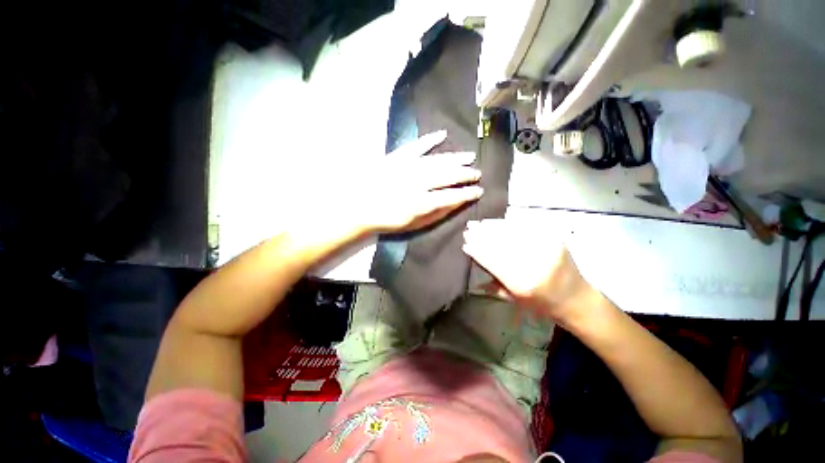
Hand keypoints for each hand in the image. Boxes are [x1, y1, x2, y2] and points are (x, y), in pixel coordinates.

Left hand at [350, 130, 482, 233]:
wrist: (360, 206)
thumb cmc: (388, 220)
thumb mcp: (414, 224)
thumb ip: (436, 214)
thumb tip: (456, 203)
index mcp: (421, 202)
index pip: (452, 195)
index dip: (467, 193)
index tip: (479, 191)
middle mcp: (417, 182)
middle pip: (447, 175)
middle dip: (465, 174)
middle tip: (477, 174)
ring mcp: (407, 167)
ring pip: (437, 160)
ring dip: (455, 158)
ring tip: (469, 157)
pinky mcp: (397, 157)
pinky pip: (417, 146)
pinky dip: (430, 139)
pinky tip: (442, 134)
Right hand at [462, 219, 597, 324]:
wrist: (576, 298)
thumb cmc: (542, 303)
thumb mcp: (514, 299)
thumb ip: (492, 284)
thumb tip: (473, 270)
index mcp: (522, 283)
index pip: (493, 260)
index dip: (478, 250)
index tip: (465, 243)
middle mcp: (535, 263)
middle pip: (501, 244)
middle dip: (482, 235)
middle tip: (469, 228)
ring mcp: (546, 247)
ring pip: (512, 232)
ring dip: (493, 226)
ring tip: (480, 223)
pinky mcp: (554, 238)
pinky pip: (526, 227)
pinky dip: (509, 224)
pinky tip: (498, 222)